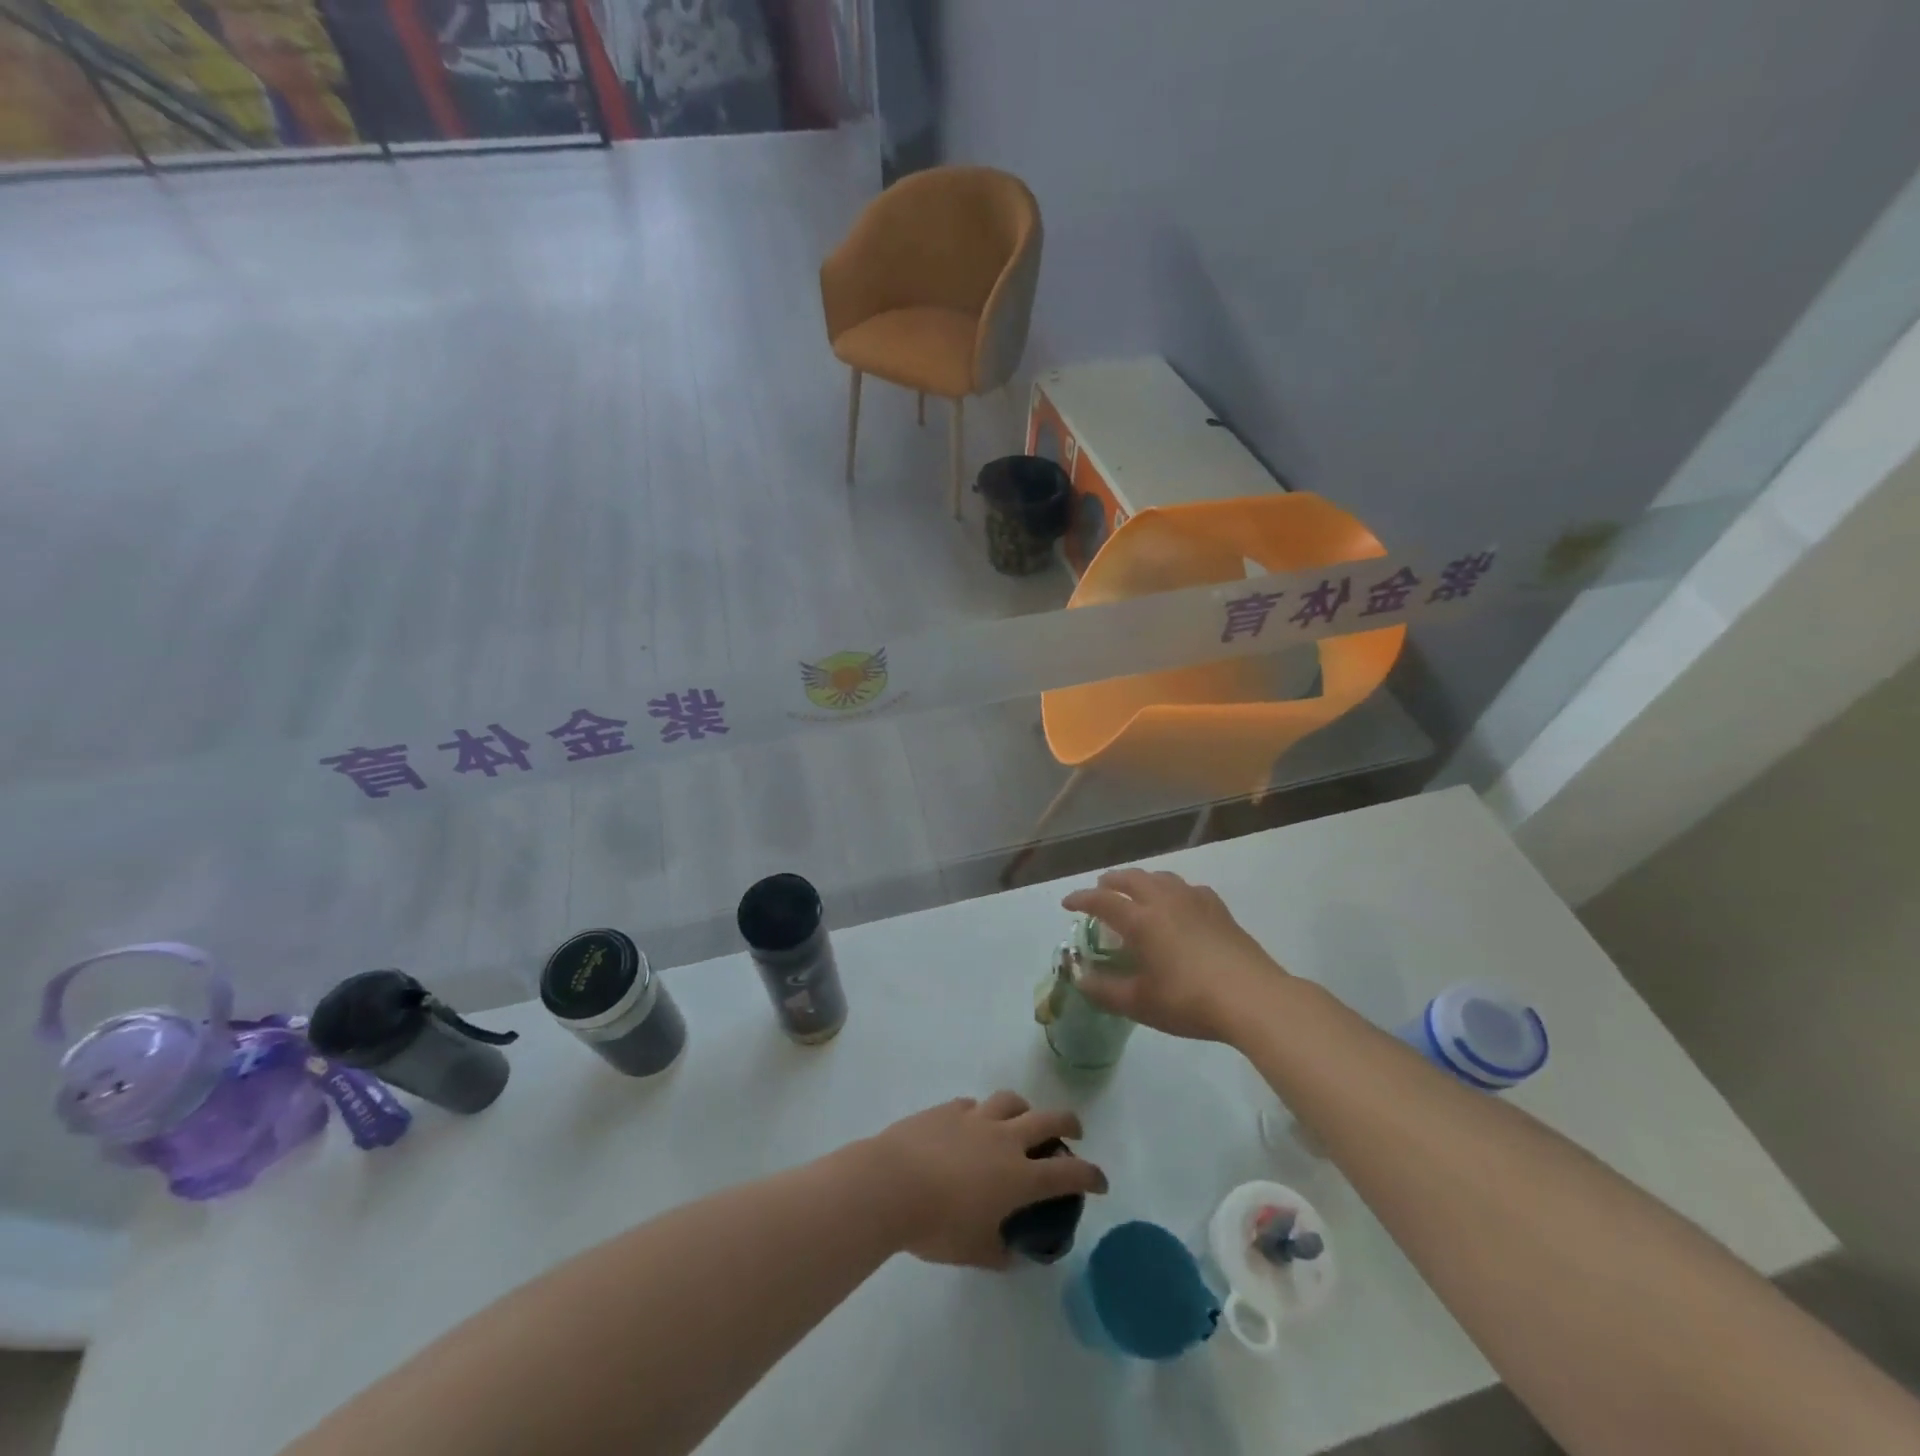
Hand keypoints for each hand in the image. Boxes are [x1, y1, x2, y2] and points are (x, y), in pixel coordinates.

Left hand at [863, 1092, 1106, 1268]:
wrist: (891, 1184)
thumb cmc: (936, 1225)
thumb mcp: (974, 1251)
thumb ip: (998, 1252)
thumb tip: (1011, 1254)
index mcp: (1019, 1177)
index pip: (1068, 1172)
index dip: (1090, 1175)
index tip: (1101, 1181)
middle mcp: (1004, 1140)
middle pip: (1048, 1119)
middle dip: (1068, 1123)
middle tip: (1074, 1131)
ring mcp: (976, 1118)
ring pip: (1011, 1101)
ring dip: (1025, 1108)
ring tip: (1022, 1118)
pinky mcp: (948, 1108)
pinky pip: (974, 1105)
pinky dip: (982, 1113)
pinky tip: (972, 1125)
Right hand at [1062, 868, 1288, 1043]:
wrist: (1252, 997)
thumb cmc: (1189, 1001)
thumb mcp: (1140, 1003)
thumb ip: (1105, 990)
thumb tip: (1080, 978)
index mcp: (1141, 920)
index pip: (1102, 900)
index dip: (1081, 899)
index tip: (1067, 903)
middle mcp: (1164, 901)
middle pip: (1132, 878)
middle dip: (1112, 881)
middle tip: (1101, 889)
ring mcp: (1194, 901)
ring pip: (1161, 878)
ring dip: (1142, 880)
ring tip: (1136, 890)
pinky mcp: (1218, 909)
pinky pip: (1187, 888)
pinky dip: (1172, 890)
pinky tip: (1179, 903)